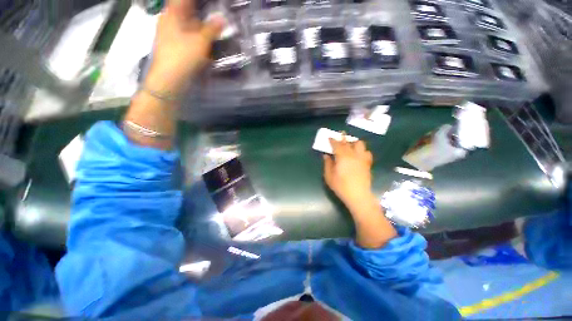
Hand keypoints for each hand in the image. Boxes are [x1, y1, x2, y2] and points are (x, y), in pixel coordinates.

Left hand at [145, 0, 224, 93]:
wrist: (169, 79)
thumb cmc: (183, 56)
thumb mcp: (201, 42)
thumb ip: (212, 29)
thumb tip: (222, 18)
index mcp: (172, 13)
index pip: (184, 0)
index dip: (198, 1)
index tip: (211, 4)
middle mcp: (169, 19)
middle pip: (185, 8)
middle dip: (200, 9)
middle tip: (215, 12)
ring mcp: (170, 32)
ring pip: (186, 21)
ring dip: (199, 22)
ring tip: (213, 24)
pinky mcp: (173, 44)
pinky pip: (186, 33)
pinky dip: (196, 33)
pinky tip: (205, 38)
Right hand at [323, 136, 374, 208]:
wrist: (358, 196)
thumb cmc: (341, 186)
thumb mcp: (329, 176)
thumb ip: (327, 164)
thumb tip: (326, 155)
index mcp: (342, 157)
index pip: (337, 145)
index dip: (333, 140)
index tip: (330, 137)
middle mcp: (353, 155)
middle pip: (348, 142)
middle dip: (343, 137)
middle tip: (341, 134)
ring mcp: (362, 158)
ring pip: (360, 144)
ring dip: (354, 142)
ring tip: (351, 145)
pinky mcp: (367, 163)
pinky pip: (367, 153)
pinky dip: (362, 151)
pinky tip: (359, 154)